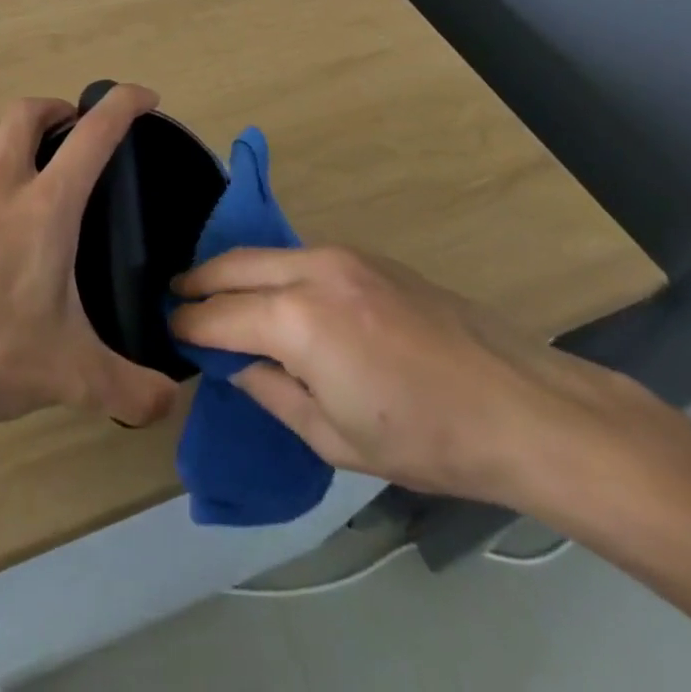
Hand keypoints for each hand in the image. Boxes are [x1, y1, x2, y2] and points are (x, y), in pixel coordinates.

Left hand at [0, 85, 180, 431]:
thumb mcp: (72, 376)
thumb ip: (131, 390)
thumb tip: (171, 403)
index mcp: (45, 206)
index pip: (94, 135)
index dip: (122, 104)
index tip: (145, 95)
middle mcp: (0, 185)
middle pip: (26, 112)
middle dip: (57, 108)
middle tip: (75, 129)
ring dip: (13, 130)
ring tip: (31, 157)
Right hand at [169, 245, 623, 503]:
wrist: (520, 406)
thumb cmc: (425, 437)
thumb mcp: (334, 438)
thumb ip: (272, 392)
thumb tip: (237, 364)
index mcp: (297, 320)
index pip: (220, 314)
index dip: (189, 324)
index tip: (170, 330)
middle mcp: (311, 270)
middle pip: (233, 263)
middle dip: (199, 280)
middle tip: (178, 297)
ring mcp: (341, 255)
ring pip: (266, 253)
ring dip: (235, 271)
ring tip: (218, 293)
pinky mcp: (366, 255)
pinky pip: (299, 255)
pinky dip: (273, 269)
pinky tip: (274, 292)